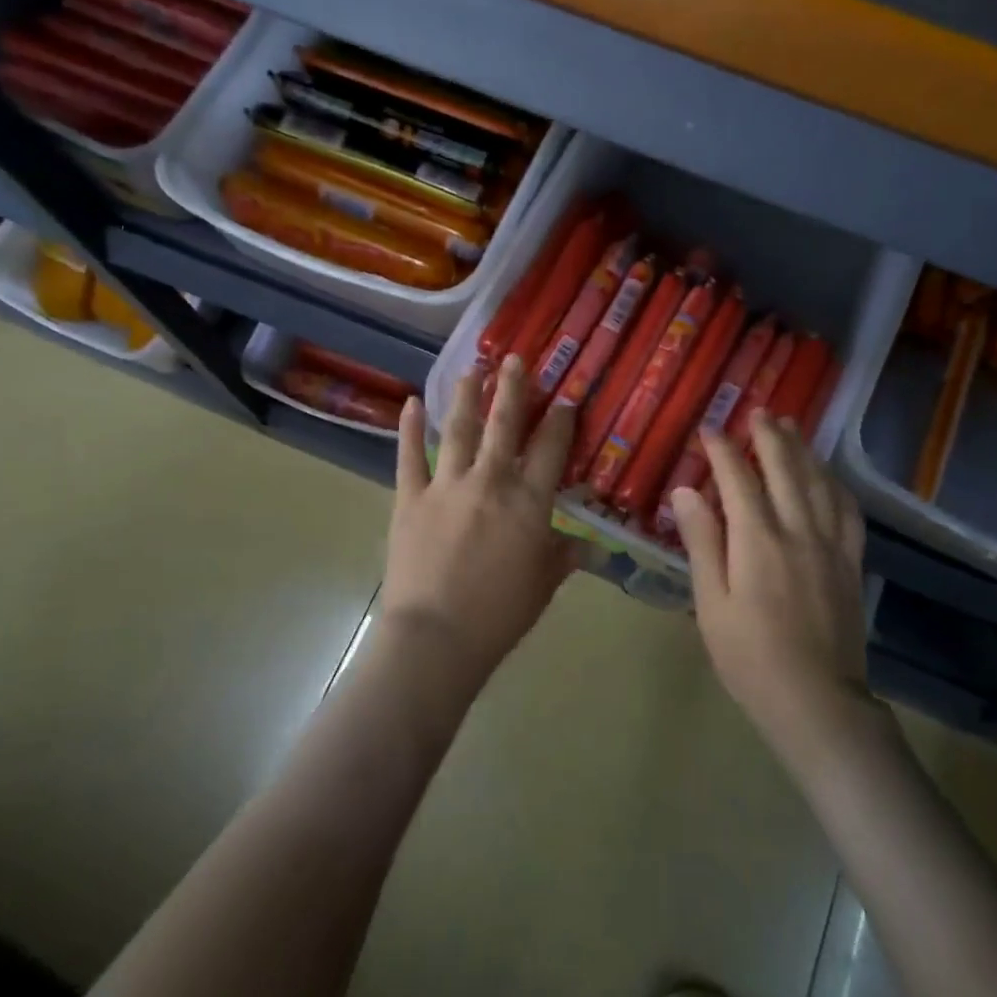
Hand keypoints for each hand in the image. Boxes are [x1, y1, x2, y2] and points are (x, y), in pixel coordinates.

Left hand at [383, 355, 580, 681]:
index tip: (565, 399)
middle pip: (504, 425)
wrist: (437, 637)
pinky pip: (409, 456)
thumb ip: (564, 557)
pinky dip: (408, 428)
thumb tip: (587, 545)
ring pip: (459, 430)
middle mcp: (490, 481)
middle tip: (516, 360)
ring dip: (466, 396)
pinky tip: (410, 402)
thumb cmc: (499, 614)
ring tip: (472, 369)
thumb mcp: (544, 585)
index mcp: (529, 502)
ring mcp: (446, 486)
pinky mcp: (410, 498)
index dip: (560, 421)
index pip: (551, 449)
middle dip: (513, 389)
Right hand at [670, 411, 870, 739]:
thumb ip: (702, 543)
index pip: (738, 479)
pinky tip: (827, 476)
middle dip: (768, 437)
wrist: (816, 700)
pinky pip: (846, 510)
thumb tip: (685, 492)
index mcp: (757, 540)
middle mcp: (797, 530)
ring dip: (803, 450)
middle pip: (785, 469)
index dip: (722, 450)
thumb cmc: (749, 656)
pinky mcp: (851, 562)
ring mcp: (830, 544)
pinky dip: (834, 483)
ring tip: (790, 427)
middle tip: (757, 411)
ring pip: (818, 482)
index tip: (710, 429)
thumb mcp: (711, 603)